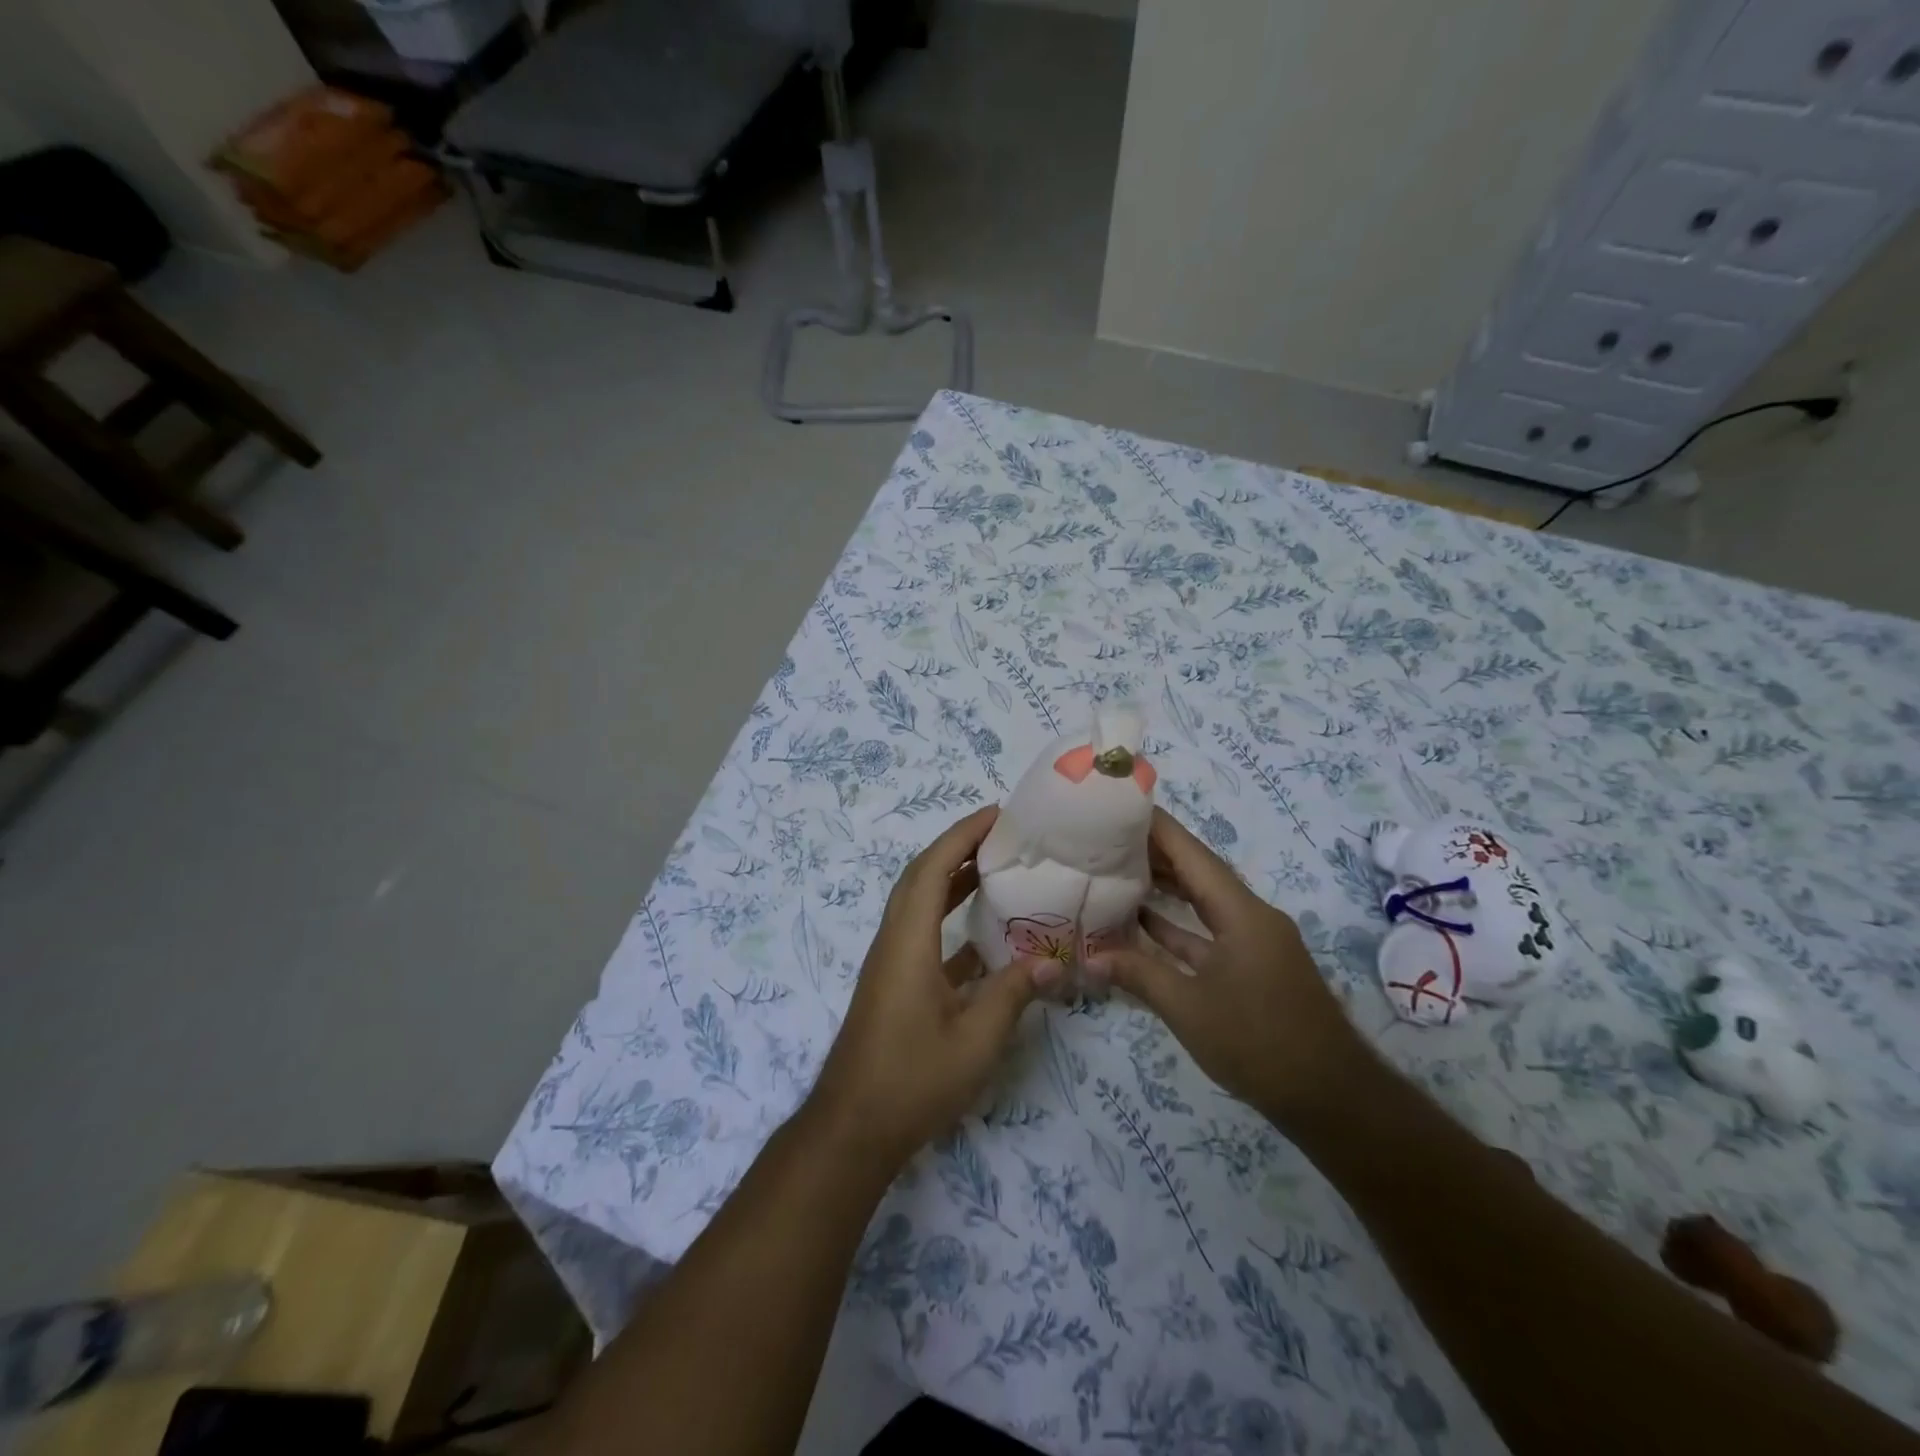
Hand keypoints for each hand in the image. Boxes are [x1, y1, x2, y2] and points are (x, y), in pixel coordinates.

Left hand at [805, 806, 1054, 1171]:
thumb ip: (1013, 994)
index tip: (997, 815)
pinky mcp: (894, 985)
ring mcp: (891, 964)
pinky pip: (923, 935)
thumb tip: (1052, 961)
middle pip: (921, 877)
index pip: (933, 869)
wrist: (853, 1129)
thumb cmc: (912, 1080)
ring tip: (997, 869)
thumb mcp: (975, 1040)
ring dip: (953, 880)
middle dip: (958, 847)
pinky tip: (985, 937)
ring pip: (920, 905)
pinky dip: (951, 922)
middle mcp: (894, 941)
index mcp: (908, 941)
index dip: (962, 835)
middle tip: (1002, 835)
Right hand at [1094, 808, 1368, 1121]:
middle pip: (1200, 872)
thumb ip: (1138, 974)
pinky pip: (1211, 931)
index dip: (1158, 828)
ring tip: (1120, 869)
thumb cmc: (1258, 1043)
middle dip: (1156, 853)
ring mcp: (1255, 942)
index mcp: (1241, 913)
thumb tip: (1090, 956)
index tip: (1121, 806)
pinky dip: (1180, 925)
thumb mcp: (1189, 1008)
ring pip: (1205, 902)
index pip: (1193, 854)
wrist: (1330, 1097)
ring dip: (1167, 887)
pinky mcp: (1254, 966)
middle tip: (1108, 837)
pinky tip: (1145, 922)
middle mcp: (1251, 916)